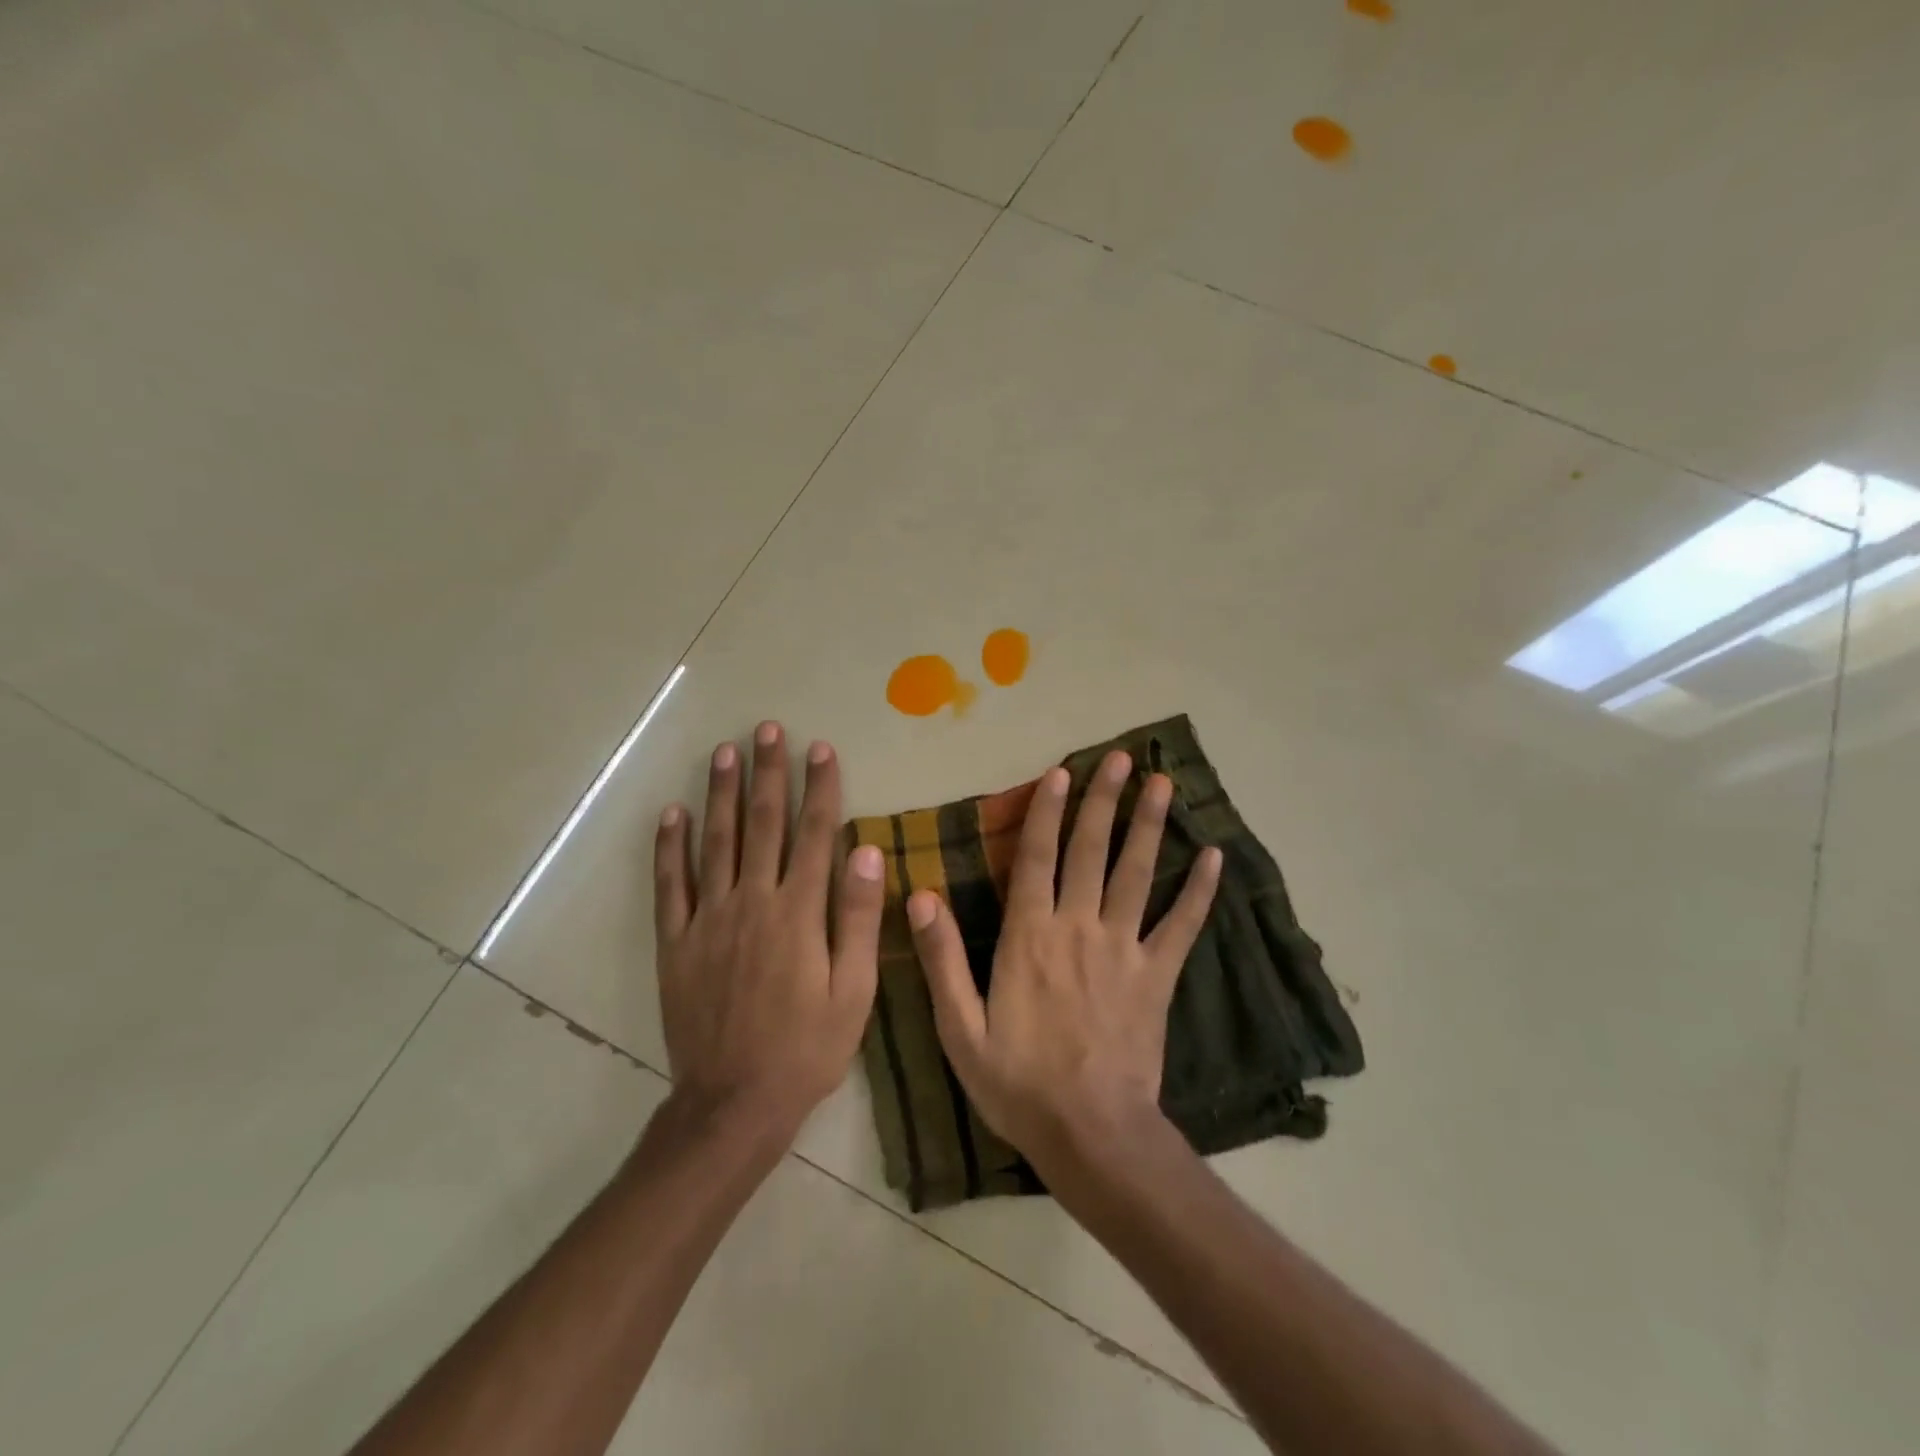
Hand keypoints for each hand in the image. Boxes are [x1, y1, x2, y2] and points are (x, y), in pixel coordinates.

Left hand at [653, 722, 882, 1142]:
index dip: (819, 788)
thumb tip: (865, 851)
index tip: (821, 748)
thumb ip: (857, 918)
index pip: (814, 834)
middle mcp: (752, 902)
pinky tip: (671, 814)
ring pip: (715, 842)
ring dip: (720, 793)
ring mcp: (708, 919)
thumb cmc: (807, 1047)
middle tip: (767, 729)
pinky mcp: (675, 942)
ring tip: (724, 752)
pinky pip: (670, 885)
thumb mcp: (853, 991)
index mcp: (798, 912)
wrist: (734, 1103)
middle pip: (762, 824)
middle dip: (767, 773)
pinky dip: (669, 847)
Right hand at [906, 750, 1221, 1172]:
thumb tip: (919, 895)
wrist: (1090, 1134)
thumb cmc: (1017, 1082)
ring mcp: (1124, 948)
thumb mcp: (959, 1027)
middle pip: (1091, 850)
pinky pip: (1182, 925)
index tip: (1060, 772)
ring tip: (1162, 784)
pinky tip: (1214, 857)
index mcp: (1029, 936)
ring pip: (1137, 874)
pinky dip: (1199, 891)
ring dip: (1149, 826)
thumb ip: (940, 958)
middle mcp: (1078, 927)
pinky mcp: (1158, 975)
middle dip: (1103, 800)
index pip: (1036, 858)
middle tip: (1120, 758)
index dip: (1047, 812)